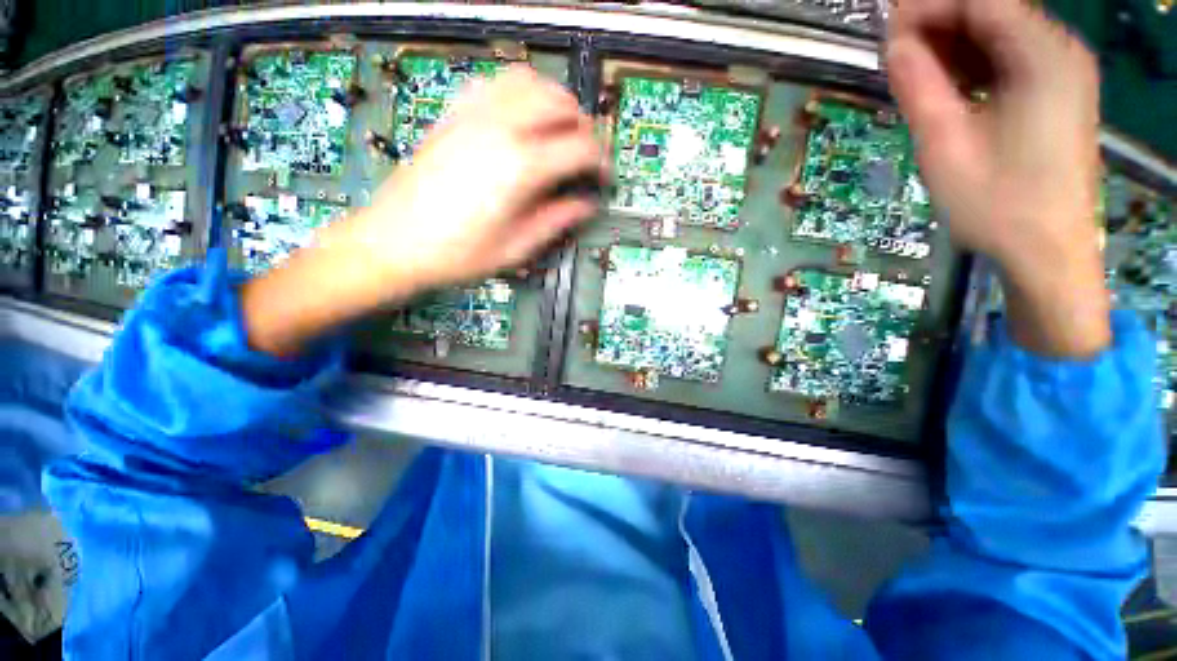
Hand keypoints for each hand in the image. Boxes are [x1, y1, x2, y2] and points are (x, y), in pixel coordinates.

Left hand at [242, 66, 604, 356]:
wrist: (395, 242)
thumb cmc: (458, 254)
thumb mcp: (517, 248)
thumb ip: (557, 221)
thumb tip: (585, 206)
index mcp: (520, 168)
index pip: (580, 148)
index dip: (601, 162)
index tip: (604, 177)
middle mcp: (501, 129)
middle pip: (561, 105)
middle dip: (584, 128)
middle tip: (586, 156)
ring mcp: (474, 115)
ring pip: (531, 82)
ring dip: (555, 103)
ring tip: (560, 132)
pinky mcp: (455, 114)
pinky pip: (496, 83)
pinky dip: (520, 92)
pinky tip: (522, 117)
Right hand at [887, 0, 1109, 356]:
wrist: (1047, 253)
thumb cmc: (997, 207)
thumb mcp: (945, 147)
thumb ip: (919, 88)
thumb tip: (893, 45)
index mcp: (1043, 57)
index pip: (980, 0)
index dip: (927, 7)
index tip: (884, 30)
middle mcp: (1059, 50)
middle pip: (991, 9)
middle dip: (937, 21)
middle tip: (891, 52)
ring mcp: (1060, 69)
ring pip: (997, 30)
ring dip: (950, 41)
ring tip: (909, 69)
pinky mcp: (1054, 89)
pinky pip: (1007, 55)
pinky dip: (970, 60)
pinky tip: (943, 82)